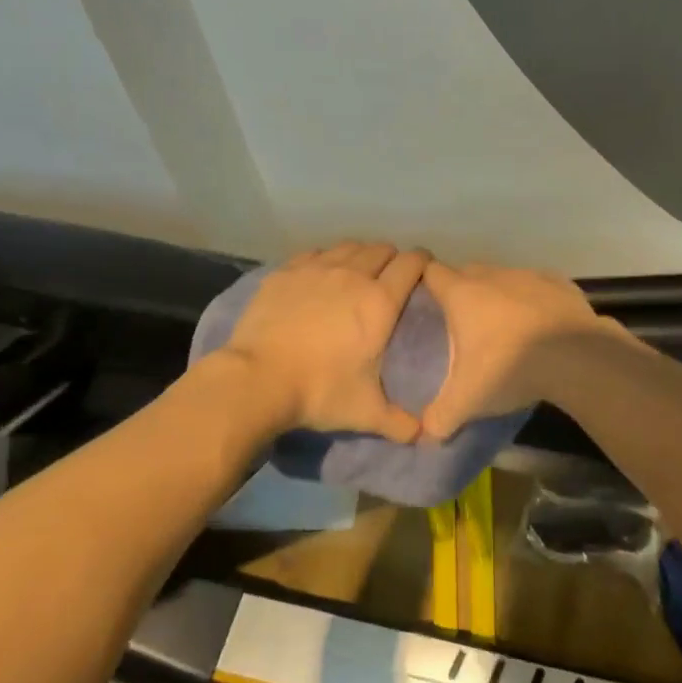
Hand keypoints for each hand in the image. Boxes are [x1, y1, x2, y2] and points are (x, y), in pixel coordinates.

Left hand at [218, 242, 431, 440]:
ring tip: (357, 272)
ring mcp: (317, 269)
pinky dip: (326, 258)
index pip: (412, 263)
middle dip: (391, 258)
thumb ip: (399, 423)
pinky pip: (315, 253)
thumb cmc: (320, 391)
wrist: (257, 380)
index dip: (423, 261)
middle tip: (390, 277)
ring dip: (360, 255)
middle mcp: (353, 275)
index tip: (424, 269)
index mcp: (380, 302)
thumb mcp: (365, 412)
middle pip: (381, 250)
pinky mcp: (286, 272)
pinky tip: (321, 274)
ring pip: (349, 246)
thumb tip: (424, 436)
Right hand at [419, 261, 613, 438]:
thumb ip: (441, 416)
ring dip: (500, 295)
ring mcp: (530, 276)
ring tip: (504, 327)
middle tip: (461, 322)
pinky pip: (539, 286)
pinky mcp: (561, 284)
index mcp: (463, 294)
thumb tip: (426, 434)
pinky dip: (535, 300)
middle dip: (462, 290)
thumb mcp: (468, 400)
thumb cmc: (510, 367)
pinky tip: (540, 324)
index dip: (424, 281)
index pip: (432, 273)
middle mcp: (494, 276)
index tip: (424, 299)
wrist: (576, 356)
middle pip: (468, 272)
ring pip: (505, 278)